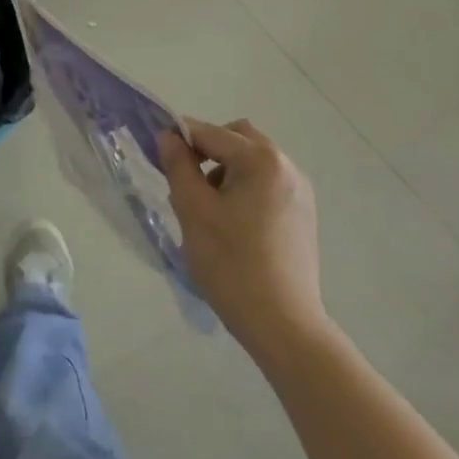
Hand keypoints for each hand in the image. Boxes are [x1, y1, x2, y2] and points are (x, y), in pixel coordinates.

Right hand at [158, 118, 327, 351]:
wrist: (283, 325)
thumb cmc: (231, 264)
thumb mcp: (193, 210)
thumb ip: (178, 165)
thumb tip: (168, 136)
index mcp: (261, 160)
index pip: (210, 133)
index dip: (178, 138)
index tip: (155, 155)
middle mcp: (286, 166)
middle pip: (237, 138)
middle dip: (207, 149)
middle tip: (184, 180)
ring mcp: (300, 191)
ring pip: (252, 161)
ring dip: (225, 169)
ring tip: (206, 208)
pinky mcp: (303, 214)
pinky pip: (267, 183)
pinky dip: (244, 187)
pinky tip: (231, 223)